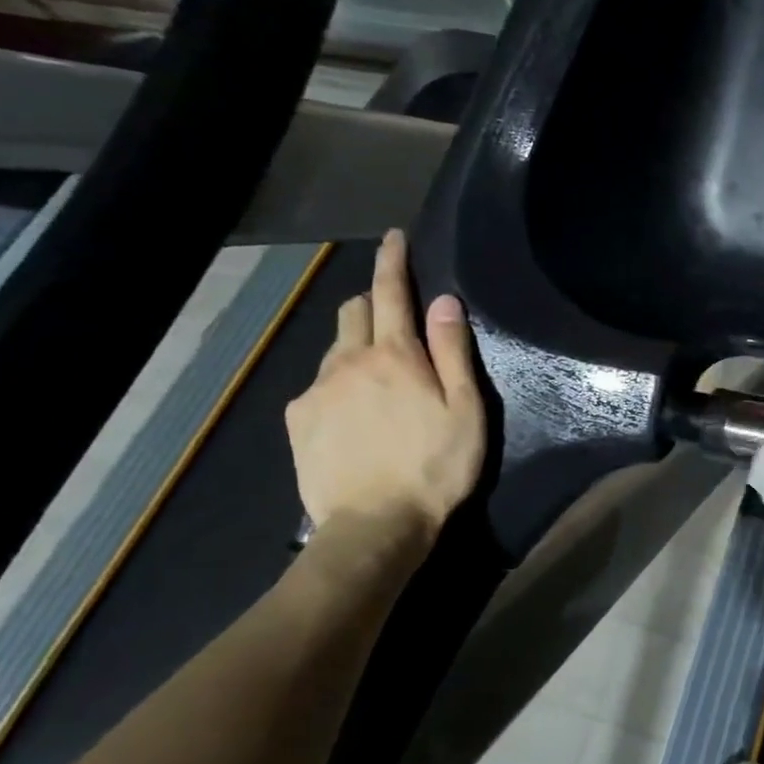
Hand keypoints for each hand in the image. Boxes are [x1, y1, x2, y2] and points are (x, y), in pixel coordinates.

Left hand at [285, 229, 485, 551]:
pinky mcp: (298, 420)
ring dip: (355, 347)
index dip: (393, 261)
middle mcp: (348, 361)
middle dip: (371, 301)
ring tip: (376, 378)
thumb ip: (452, 352)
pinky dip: (337, 384)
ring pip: (334, 349)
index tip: (393, 238)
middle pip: (352, 311)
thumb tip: (444, 301)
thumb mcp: (465, 410)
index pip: (391, 292)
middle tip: (393, 317)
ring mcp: (316, 390)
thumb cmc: (435, 468)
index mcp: (395, 356)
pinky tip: (352, 415)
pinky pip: (317, 386)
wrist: (375, 526)